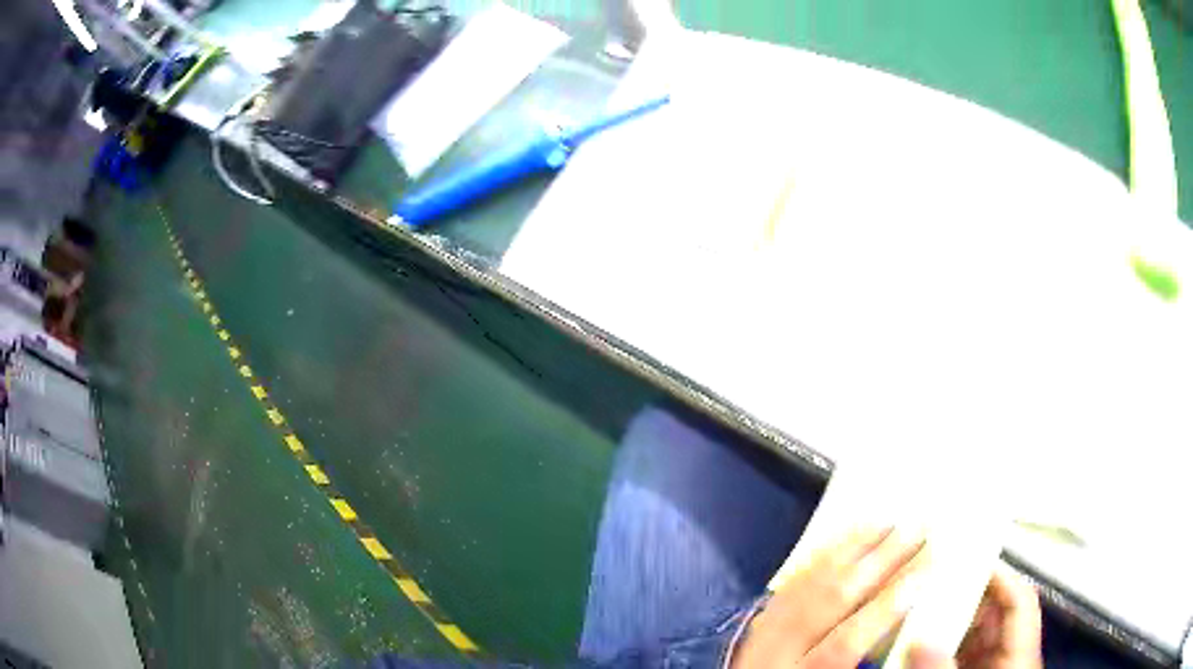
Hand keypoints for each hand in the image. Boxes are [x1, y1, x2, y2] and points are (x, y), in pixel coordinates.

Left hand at [732, 527, 928, 668]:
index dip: (886, 608)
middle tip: (916, 530)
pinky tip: (842, 543)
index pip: (845, 642)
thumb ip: (866, 661)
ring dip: (851, 551)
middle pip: (829, 601)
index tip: (924, 573)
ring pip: (807, 586)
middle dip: (878, 563)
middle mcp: (776, 655)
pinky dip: (818, 562)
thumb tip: (908, 625)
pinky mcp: (755, 626)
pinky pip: (788, 587)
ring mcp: (761, 638)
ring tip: (886, 524)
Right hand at [906, 564, 1042, 668]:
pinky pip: (959, 654)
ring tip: (920, 610)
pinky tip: (916, 646)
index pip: (1020, 601)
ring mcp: (990, 666)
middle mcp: (1008, 654)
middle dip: (966, 598)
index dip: (1001, 576)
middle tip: (935, 583)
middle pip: (995, 614)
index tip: (970, 560)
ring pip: (973, 635)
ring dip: (948, 623)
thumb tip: (919, 639)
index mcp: (1020, 654)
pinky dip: (939, 648)